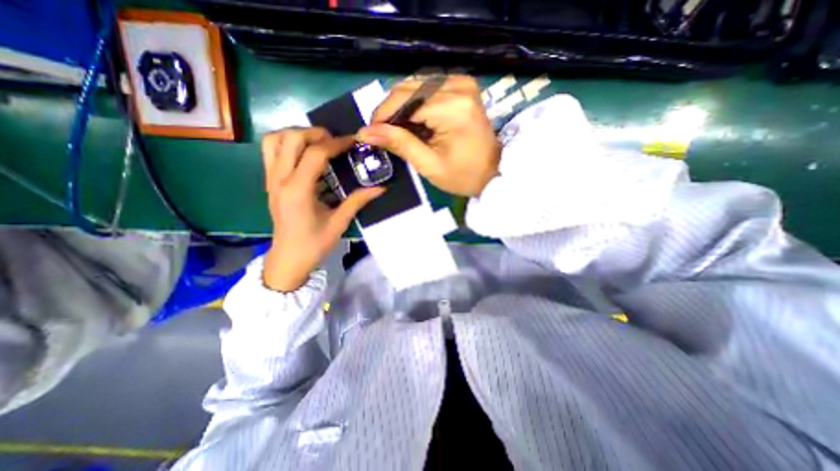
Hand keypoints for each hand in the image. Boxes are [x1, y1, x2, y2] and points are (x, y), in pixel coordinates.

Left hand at [261, 126, 385, 291]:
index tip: (353, 142)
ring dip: (297, 135)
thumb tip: (381, 188)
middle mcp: (280, 179)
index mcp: (298, 190)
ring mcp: (271, 179)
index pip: (315, 154)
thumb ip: (358, 201)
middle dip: (315, 133)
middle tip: (335, 141)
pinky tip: (307, 156)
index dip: (336, 143)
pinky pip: (272, 151)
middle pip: (290, 138)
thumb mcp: (339, 223)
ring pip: (274, 140)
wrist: (288, 259)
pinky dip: (288, 144)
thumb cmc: (314, 244)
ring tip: (318, 143)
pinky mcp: (270, 182)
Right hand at [353, 75, 495, 196]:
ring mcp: (462, 82)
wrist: (493, 172)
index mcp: (452, 107)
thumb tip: (364, 132)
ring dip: (403, 108)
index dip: (382, 116)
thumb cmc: (463, 175)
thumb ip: (399, 144)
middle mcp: (458, 85)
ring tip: (401, 132)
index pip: (403, 100)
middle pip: (408, 88)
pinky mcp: (463, 85)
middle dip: (391, 112)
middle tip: (384, 135)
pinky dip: (416, 104)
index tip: (371, 134)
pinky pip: (428, 88)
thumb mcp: (428, 165)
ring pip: (416, 86)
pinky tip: (417, 123)